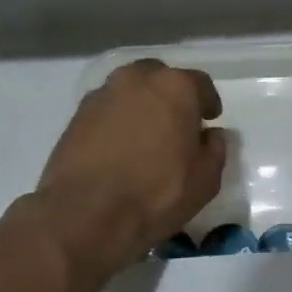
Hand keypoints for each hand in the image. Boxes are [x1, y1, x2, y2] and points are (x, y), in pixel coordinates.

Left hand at [32, 60, 226, 277]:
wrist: (85, 214)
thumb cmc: (156, 194)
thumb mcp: (205, 179)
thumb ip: (215, 149)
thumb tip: (210, 135)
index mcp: (175, 87)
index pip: (200, 84)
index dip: (207, 103)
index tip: (209, 120)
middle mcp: (136, 79)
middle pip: (160, 78)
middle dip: (171, 96)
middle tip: (176, 124)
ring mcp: (102, 95)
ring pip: (130, 91)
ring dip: (141, 106)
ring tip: (146, 137)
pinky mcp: (76, 116)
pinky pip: (107, 110)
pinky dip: (117, 121)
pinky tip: (121, 148)